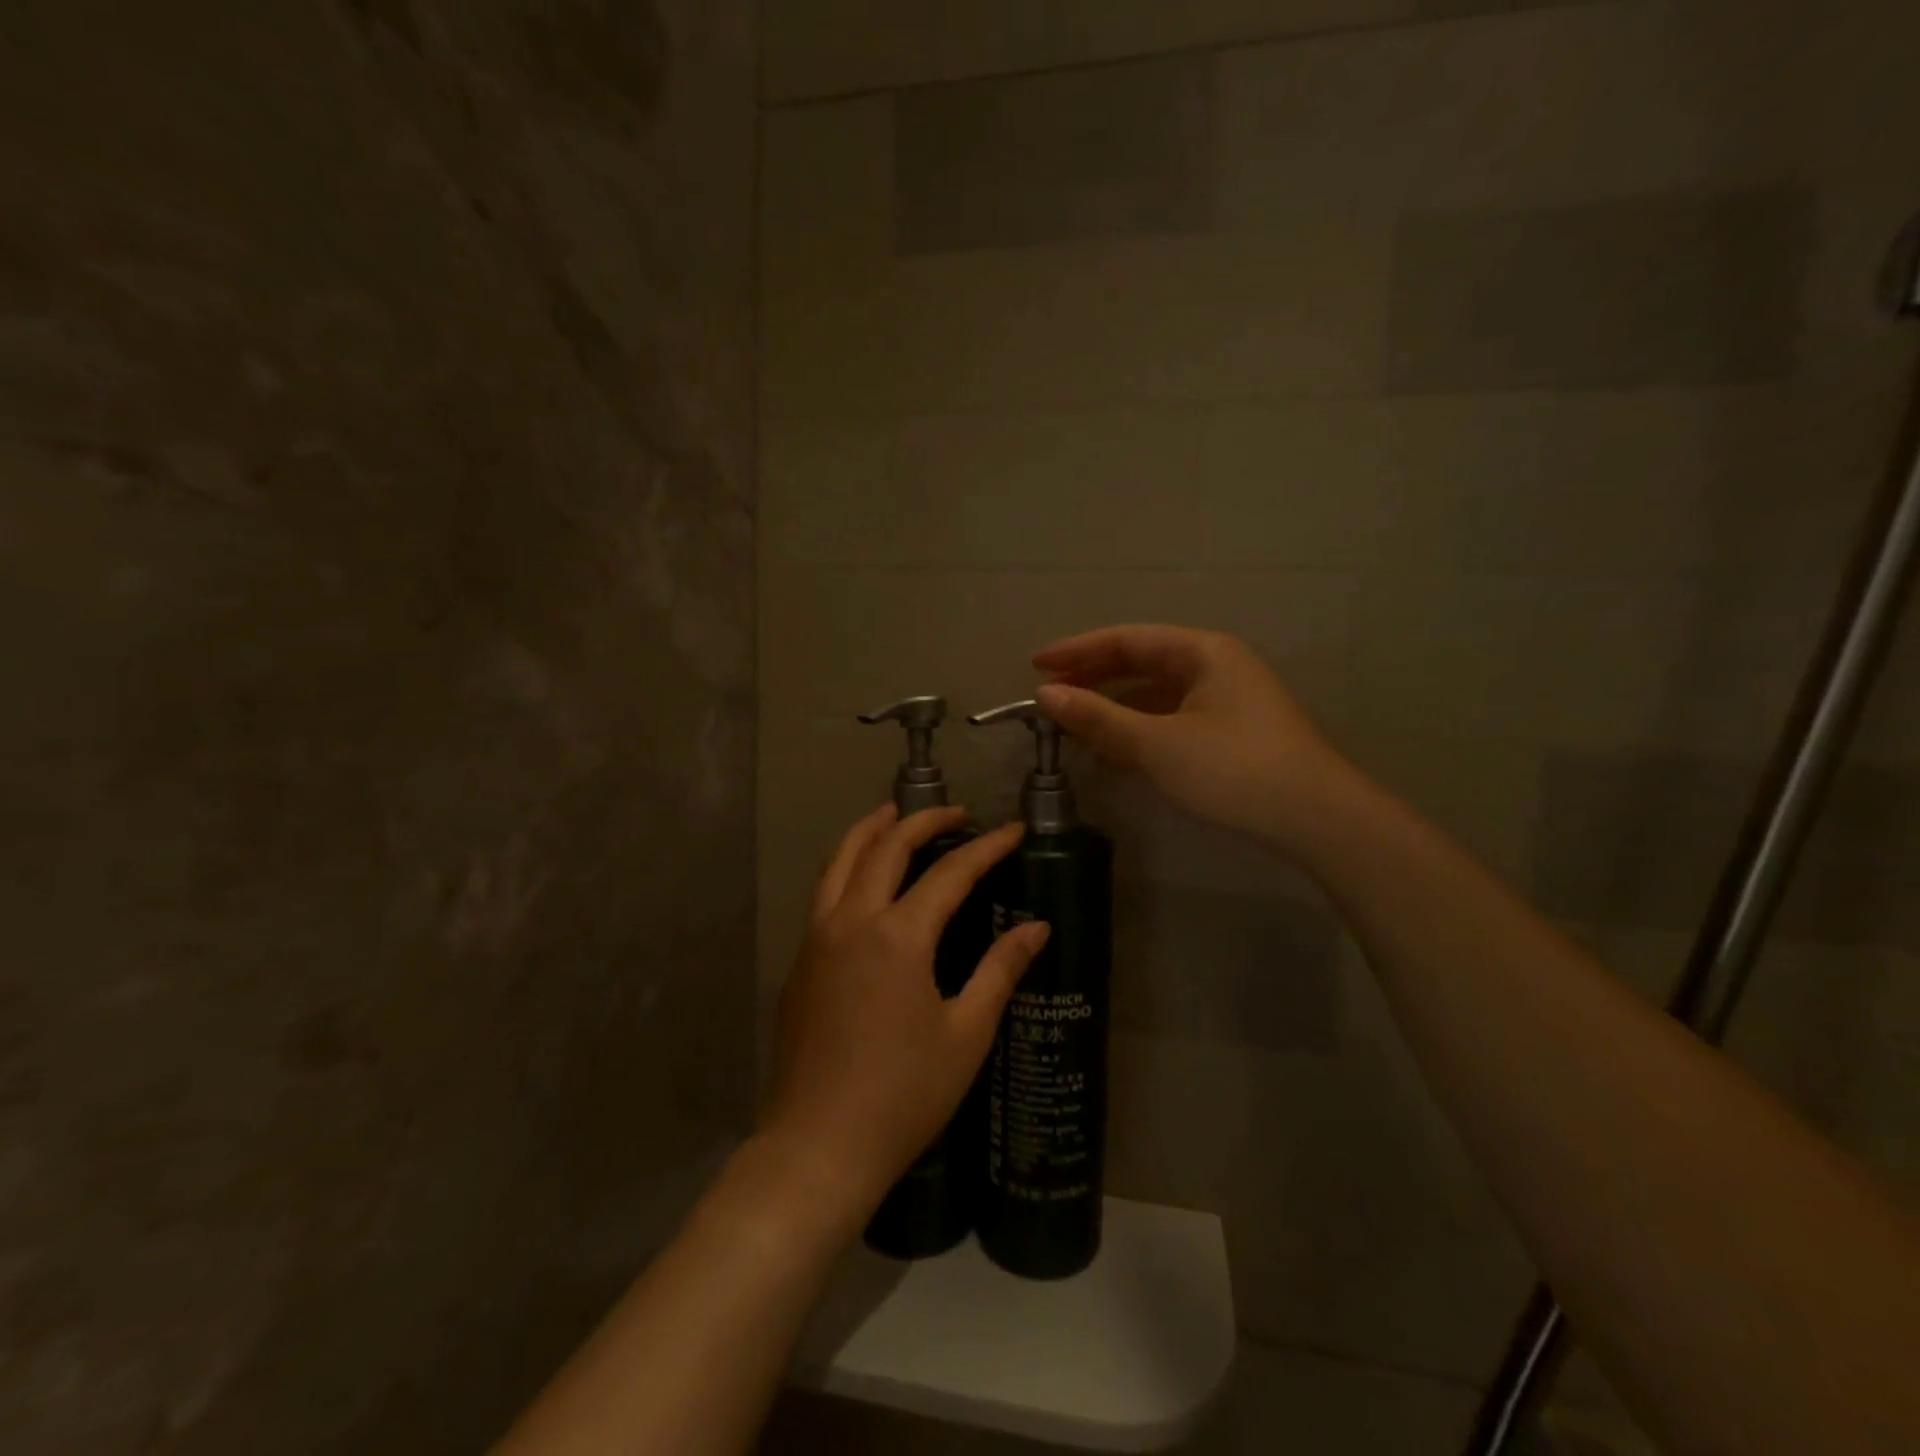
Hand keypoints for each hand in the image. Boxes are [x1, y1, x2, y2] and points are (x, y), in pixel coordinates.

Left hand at [765, 805, 1049, 1216]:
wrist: (818, 1145)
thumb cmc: (903, 1094)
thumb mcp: (965, 1033)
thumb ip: (1000, 970)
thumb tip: (1037, 928)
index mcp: (898, 937)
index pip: (950, 873)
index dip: (986, 847)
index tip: (1013, 831)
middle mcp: (852, 921)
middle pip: (886, 847)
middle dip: (923, 821)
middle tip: (956, 813)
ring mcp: (817, 938)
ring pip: (840, 860)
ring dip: (870, 830)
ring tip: (893, 814)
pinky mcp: (800, 961)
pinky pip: (824, 892)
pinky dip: (847, 865)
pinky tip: (864, 878)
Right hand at [1034, 624, 1350, 854]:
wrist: (1315, 818)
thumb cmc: (1233, 768)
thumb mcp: (1157, 743)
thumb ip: (1099, 717)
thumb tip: (1045, 695)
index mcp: (1202, 651)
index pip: (1126, 640)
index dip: (1077, 651)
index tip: (1035, 665)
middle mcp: (1214, 666)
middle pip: (1140, 662)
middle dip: (1093, 678)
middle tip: (1049, 695)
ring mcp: (1224, 700)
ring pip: (1154, 694)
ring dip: (1113, 707)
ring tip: (1072, 723)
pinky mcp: (1229, 732)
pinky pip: (1169, 718)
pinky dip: (1137, 729)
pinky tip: (1113, 750)